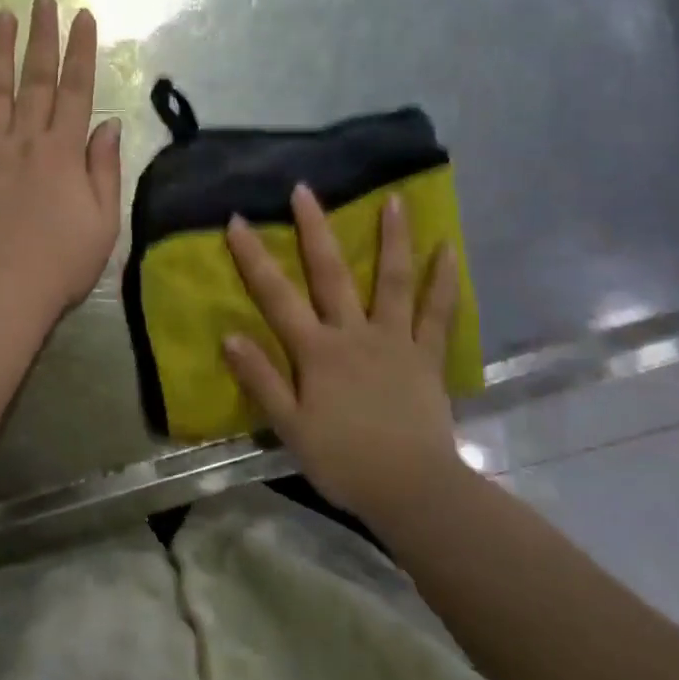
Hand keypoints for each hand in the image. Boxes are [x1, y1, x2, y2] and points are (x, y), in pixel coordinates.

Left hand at [0, 0, 122, 322]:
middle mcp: (26, 141)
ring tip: (1, 15)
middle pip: (36, 80)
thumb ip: (104, 169)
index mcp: (64, 153)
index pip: (76, 90)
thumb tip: (107, 124)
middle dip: (41, 36)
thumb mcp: (104, 221)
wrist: (2, 293)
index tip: (83, 16)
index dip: (81, 51)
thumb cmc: (61, 263)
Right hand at [223, 184, 467, 516]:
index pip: (276, 296)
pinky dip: (444, 282)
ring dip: (393, 239)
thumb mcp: (289, 426)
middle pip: (331, 274)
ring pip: (393, 282)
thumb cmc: (343, 461)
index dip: (254, 257)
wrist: (411, 490)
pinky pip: (438, 315)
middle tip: (306, 189)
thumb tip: (229, 334)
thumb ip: (261, 379)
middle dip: (315, 229)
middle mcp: (354, 334)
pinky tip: (449, 251)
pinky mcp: (427, 358)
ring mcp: (395, 341)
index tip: (239, 220)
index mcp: (317, 352)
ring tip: (396, 200)